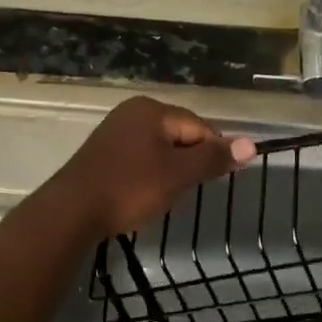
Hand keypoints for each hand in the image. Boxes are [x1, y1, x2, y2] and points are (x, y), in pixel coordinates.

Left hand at [48, 96, 256, 237]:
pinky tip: (142, 194)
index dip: (211, 153)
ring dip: (168, 170)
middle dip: (188, 162)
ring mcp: (114, 130)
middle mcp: (132, 111)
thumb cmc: (130, 188)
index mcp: (152, 109)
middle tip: (184, 192)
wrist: (71, 211)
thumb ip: (213, 158)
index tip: (212, 181)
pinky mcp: (102, 151)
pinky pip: (138, 157)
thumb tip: (251, 144)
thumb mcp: (178, 174)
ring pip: (159, 148)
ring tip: (163, 196)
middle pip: (178, 134)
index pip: (198, 126)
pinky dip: (147, 174)